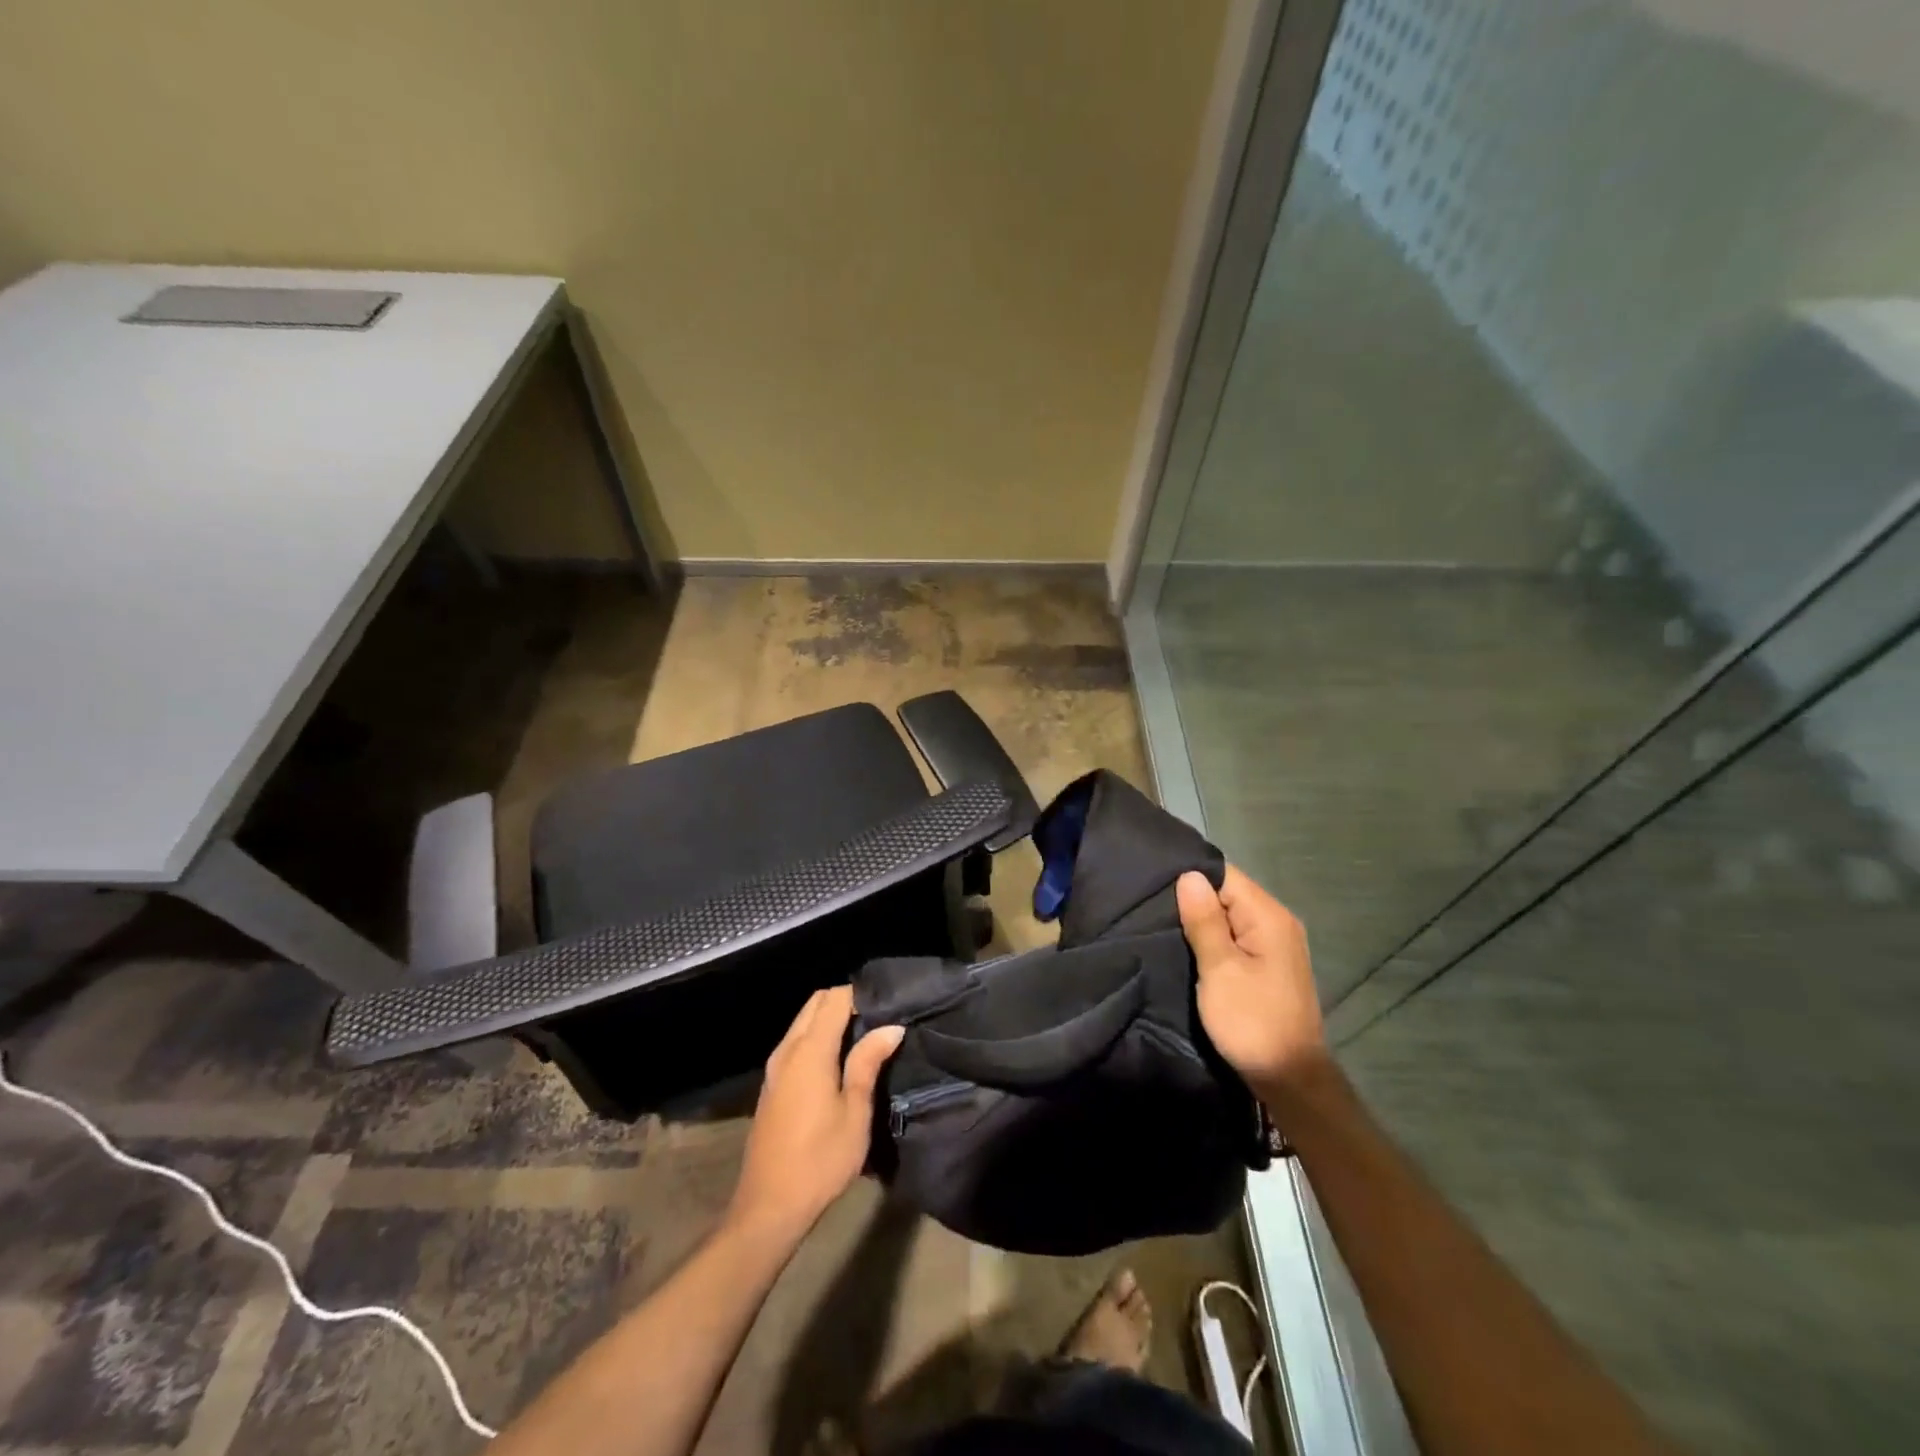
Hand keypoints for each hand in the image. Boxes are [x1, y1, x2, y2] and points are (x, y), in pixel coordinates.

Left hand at [727, 986, 903, 1244]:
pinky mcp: (771, 1084)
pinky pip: (795, 1042)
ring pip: (803, 1021)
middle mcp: (788, 1049)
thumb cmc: (820, 1159)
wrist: (769, 1206)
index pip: (834, 999)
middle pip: (815, 1003)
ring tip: (863, 1037)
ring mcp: (775, 1067)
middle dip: (844, 1002)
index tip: (888, 1003)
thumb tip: (891, 1027)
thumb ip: (868, 1063)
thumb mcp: (855, 1112)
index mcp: (810, 1051)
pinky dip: (816, 1037)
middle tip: (878, 1019)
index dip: (861, 994)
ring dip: (829, 1019)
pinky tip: (838, 1060)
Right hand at [1177, 866, 1327, 1096]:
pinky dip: (1214, 938)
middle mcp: (1277, 922)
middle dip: (1194, 898)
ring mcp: (1276, 944)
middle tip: (1151, 906)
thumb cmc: (1251, 1021)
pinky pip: (1236, 935)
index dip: (1191, 877)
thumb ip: (1204, 921)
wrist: (1289, 1079)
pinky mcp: (1269, 964)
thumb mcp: (1220, 970)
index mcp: (1268, 917)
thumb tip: (1189, 875)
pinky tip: (1189, 945)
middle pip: (1228, 893)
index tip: (1155, 884)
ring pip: (1230, 915)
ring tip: (1163, 923)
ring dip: (1202, 920)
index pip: (1225, 875)